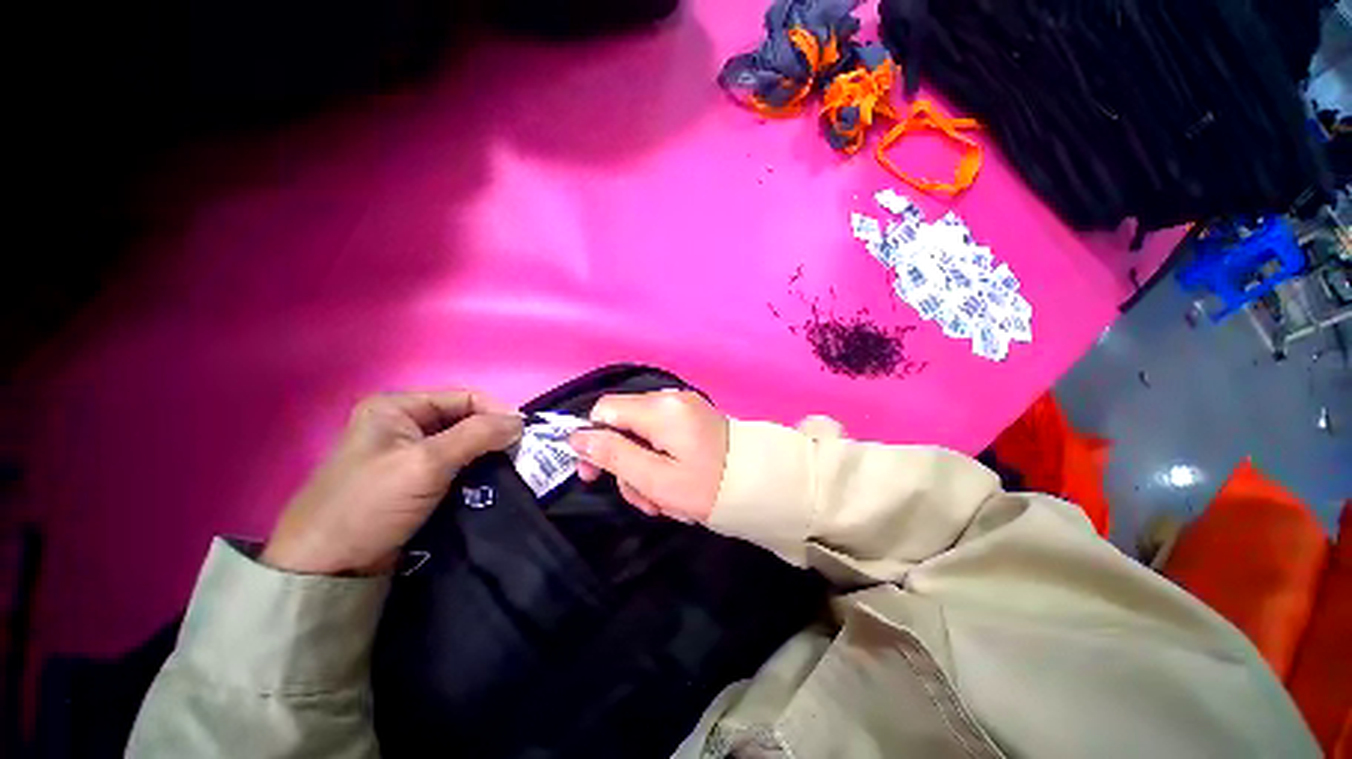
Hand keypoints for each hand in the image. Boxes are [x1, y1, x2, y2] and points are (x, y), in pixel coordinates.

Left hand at [263, 390, 522, 574]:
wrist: (328, 568)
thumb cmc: (370, 504)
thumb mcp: (426, 463)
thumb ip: (477, 435)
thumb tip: (521, 421)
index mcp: (397, 407)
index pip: (464, 397)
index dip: (496, 412)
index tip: (523, 434)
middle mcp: (403, 424)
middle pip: (465, 419)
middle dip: (494, 434)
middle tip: (520, 453)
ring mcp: (408, 453)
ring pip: (463, 444)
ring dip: (488, 454)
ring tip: (511, 468)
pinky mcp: (414, 480)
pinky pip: (456, 465)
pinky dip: (476, 471)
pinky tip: (492, 481)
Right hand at [569, 390, 728, 522]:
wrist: (762, 485)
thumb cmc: (708, 487)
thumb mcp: (656, 479)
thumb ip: (613, 455)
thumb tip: (576, 437)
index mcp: (660, 409)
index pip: (604, 410)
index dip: (591, 440)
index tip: (593, 476)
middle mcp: (670, 399)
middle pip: (622, 425)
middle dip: (624, 465)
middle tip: (643, 500)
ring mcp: (683, 407)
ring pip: (641, 435)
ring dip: (644, 470)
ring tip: (663, 501)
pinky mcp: (692, 419)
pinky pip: (661, 436)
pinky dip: (660, 461)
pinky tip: (674, 485)